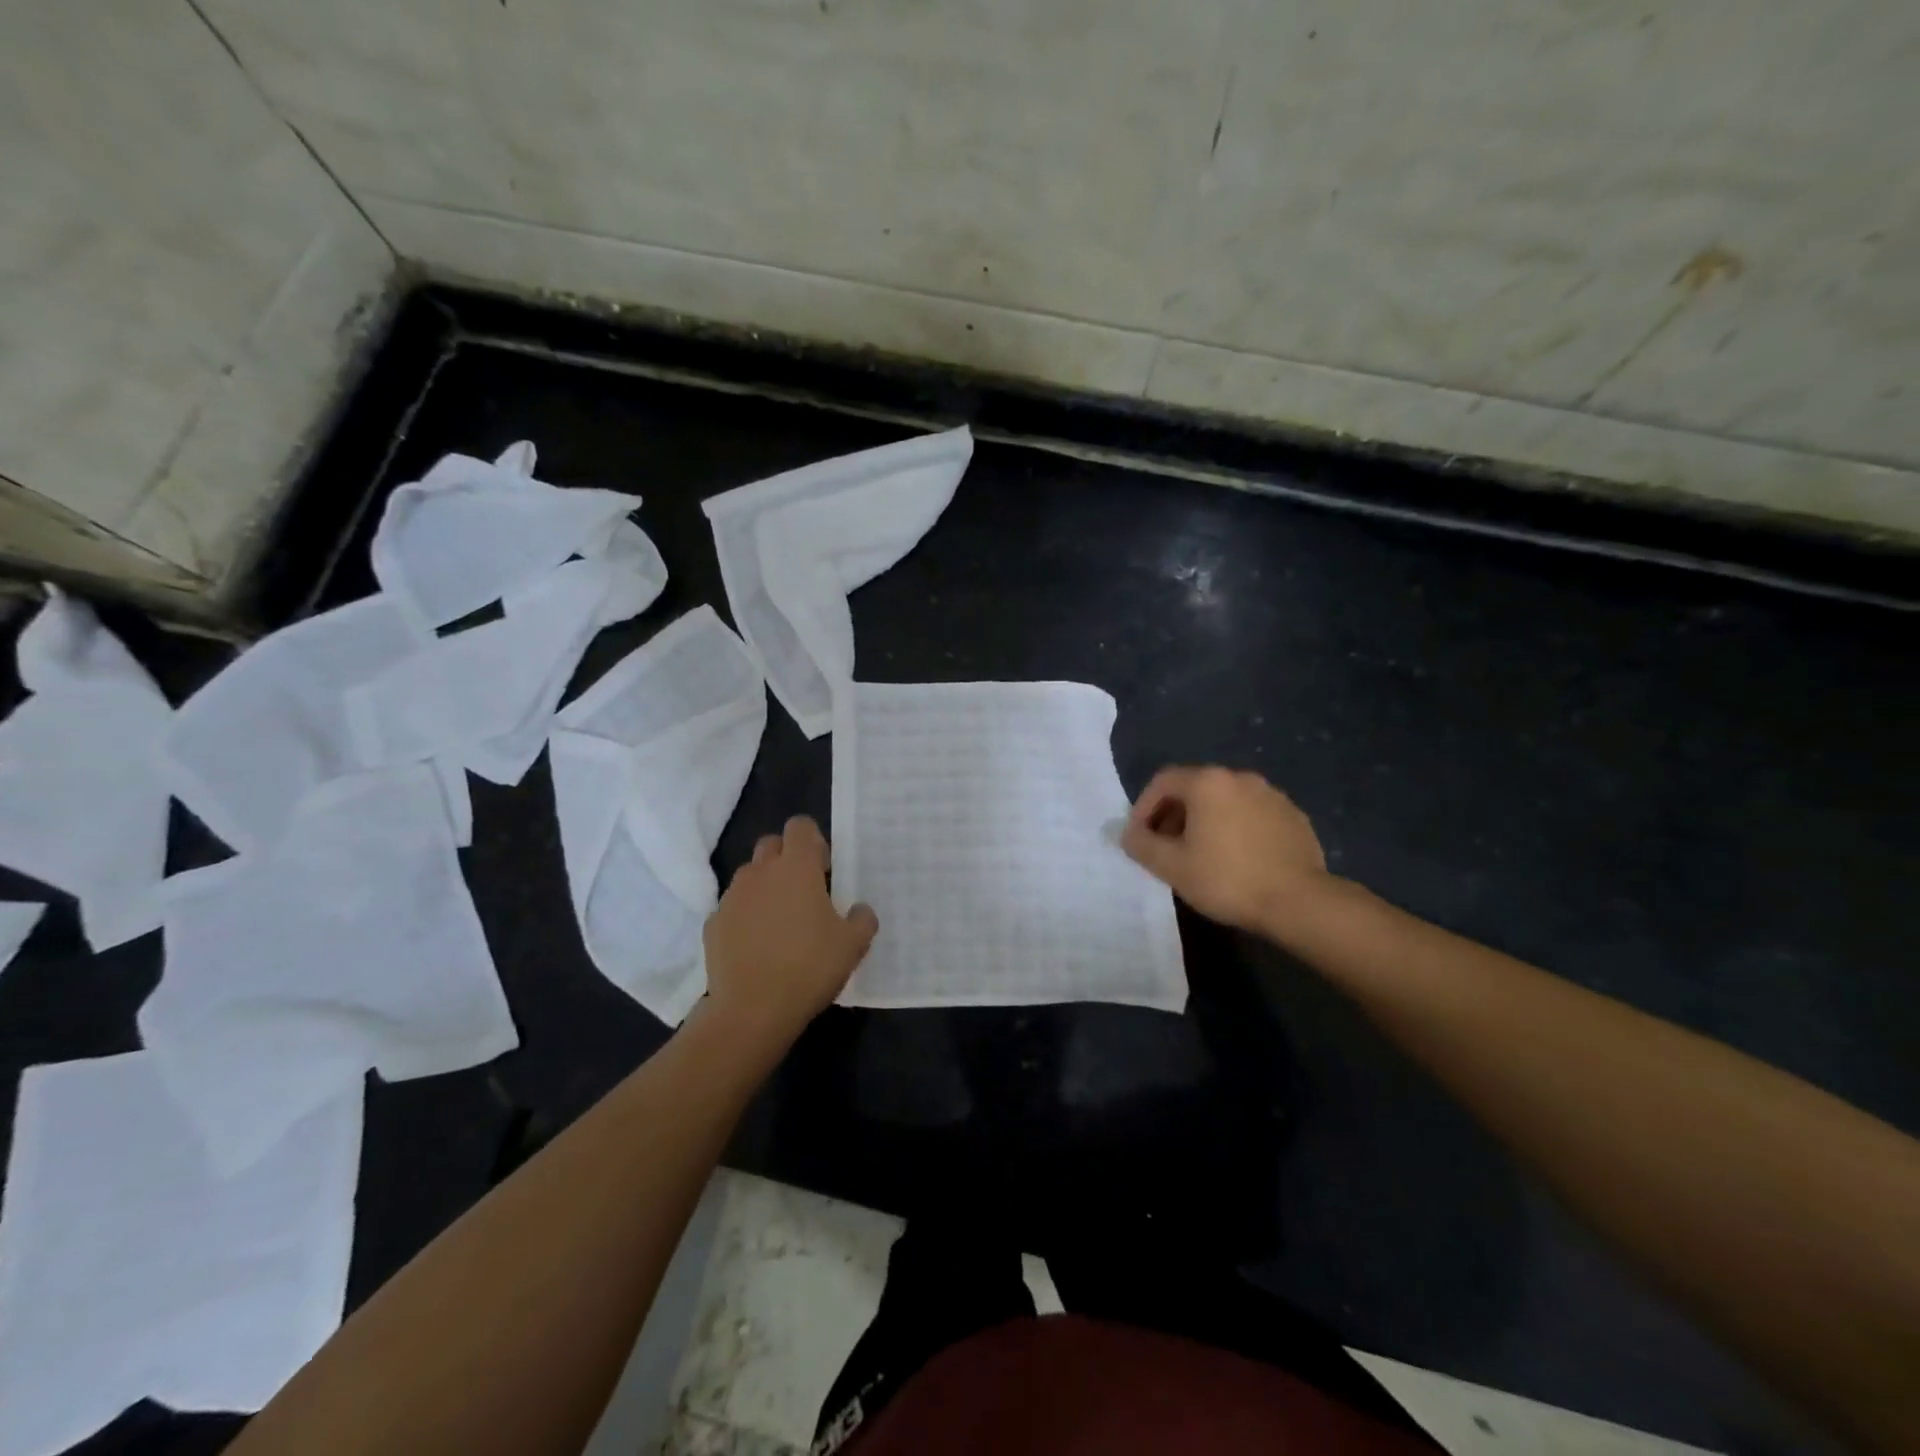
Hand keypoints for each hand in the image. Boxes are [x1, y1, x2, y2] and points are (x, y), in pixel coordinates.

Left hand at [701, 816, 877, 1050]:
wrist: (751, 1010)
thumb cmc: (808, 968)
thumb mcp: (853, 946)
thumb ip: (862, 919)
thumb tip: (859, 909)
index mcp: (796, 868)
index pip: (800, 826)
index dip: (813, 841)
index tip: (824, 870)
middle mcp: (760, 872)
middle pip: (771, 844)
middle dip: (787, 858)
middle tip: (804, 892)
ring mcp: (732, 897)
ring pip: (750, 875)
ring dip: (765, 887)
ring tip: (780, 922)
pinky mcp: (713, 923)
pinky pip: (733, 907)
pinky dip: (745, 916)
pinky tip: (757, 946)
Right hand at [1121, 766, 1331, 934]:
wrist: (1299, 902)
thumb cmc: (1227, 879)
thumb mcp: (1172, 866)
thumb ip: (1142, 845)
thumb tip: (1127, 834)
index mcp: (1208, 783)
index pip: (1163, 782)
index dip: (1143, 807)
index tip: (1139, 837)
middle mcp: (1240, 778)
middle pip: (1195, 788)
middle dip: (1173, 815)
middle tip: (1166, 848)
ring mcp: (1272, 795)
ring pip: (1225, 801)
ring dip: (1205, 821)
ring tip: (1201, 855)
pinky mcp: (1294, 816)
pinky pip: (1252, 814)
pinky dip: (1236, 828)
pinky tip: (1237, 859)